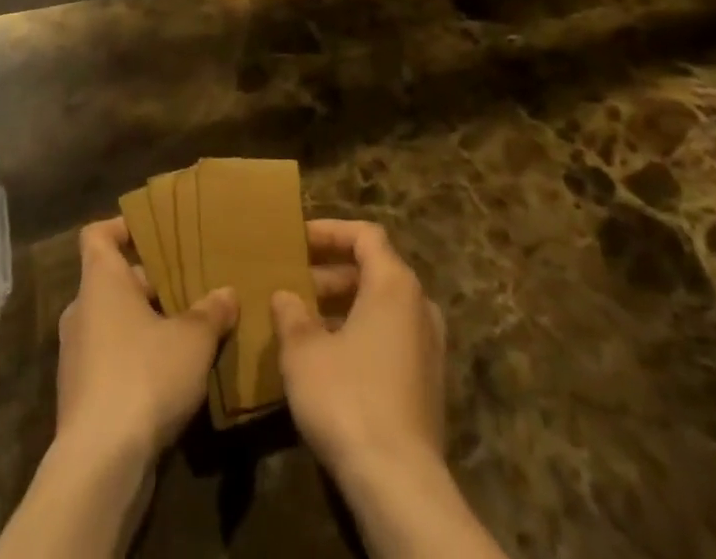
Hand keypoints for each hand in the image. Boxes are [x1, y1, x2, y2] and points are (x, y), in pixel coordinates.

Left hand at [56, 218, 237, 466]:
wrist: (100, 465)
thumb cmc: (144, 376)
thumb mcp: (192, 339)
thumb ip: (211, 311)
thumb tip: (227, 292)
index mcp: (100, 282)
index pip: (97, 235)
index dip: (122, 227)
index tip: (154, 231)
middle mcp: (82, 311)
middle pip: (114, 280)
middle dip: (151, 283)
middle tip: (191, 286)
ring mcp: (77, 356)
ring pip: (115, 323)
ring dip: (146, 325)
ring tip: (189, 332)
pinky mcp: (81, 397)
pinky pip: (111, 360)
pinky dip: (137, 360)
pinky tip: (172, 379)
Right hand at [271, 220, 446, 487]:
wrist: (399, 484)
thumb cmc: (348, 398)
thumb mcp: (303, 351)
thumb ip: (291, 314)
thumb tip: (285, 296)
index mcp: (395, 284)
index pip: (365, 234)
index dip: (330, 231)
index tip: (297, 240)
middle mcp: (420, 306)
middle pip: (375, 269)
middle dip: (332, 272)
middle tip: (295, 282)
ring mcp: (429, 347)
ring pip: (383, 306)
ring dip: (344, 305)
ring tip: (304, 320)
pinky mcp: (428, 384)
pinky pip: (391, 337)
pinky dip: (361, 333)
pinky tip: (329, 359)